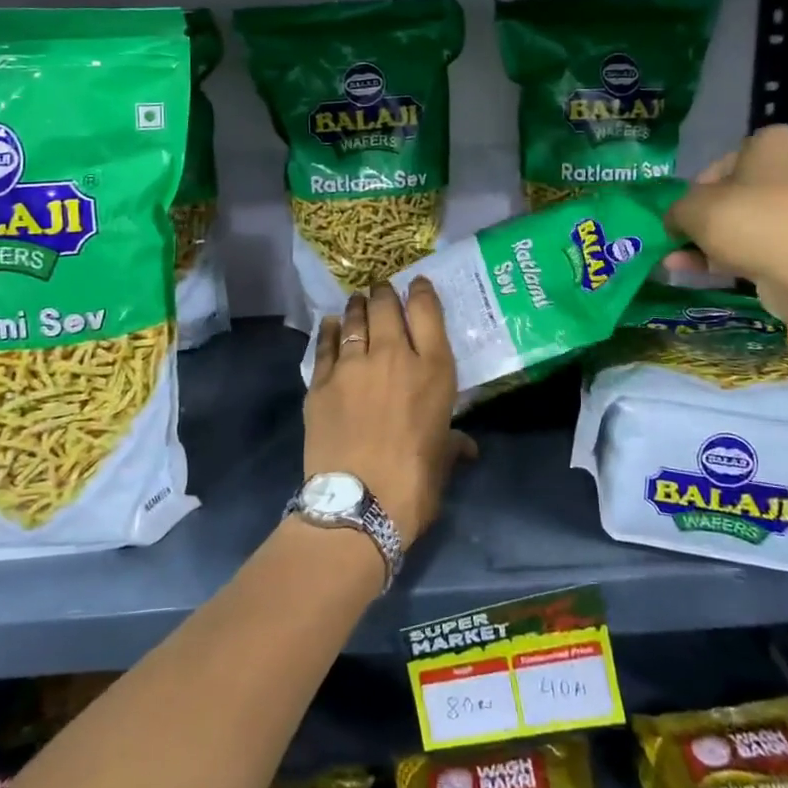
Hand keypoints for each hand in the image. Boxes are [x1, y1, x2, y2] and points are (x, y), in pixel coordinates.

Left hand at [305, 279, 475, 543]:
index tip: (417, 284)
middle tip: (382, 289)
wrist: (358, 503)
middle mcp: (392, 356)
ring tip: (358, 300)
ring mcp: (352, 366)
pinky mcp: (320, 382)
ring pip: (354, 321)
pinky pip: (325, 346)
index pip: (427, 312)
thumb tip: (467, 448)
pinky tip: (331, 325)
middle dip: (385, 293)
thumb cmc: (414, 482)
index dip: (421, 292)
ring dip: (357, 306)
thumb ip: (453, 444)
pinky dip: (329, 332)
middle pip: (386, 308)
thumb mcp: (442, 459)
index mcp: (432, 370)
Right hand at [663, 126, 787, 323]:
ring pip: (754, 222)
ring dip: (717, 242)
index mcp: (777, 142)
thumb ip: (676, 211)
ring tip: (681, 264)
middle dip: (708, 219)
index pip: (724, 161)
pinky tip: (707, 275)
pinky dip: (741, 256)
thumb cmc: (752, 222)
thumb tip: (676, 222)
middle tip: (683, 240)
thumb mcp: (693, 210)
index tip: (683, 213)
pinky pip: (772, 245)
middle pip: (740, 194)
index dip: (696, 189)